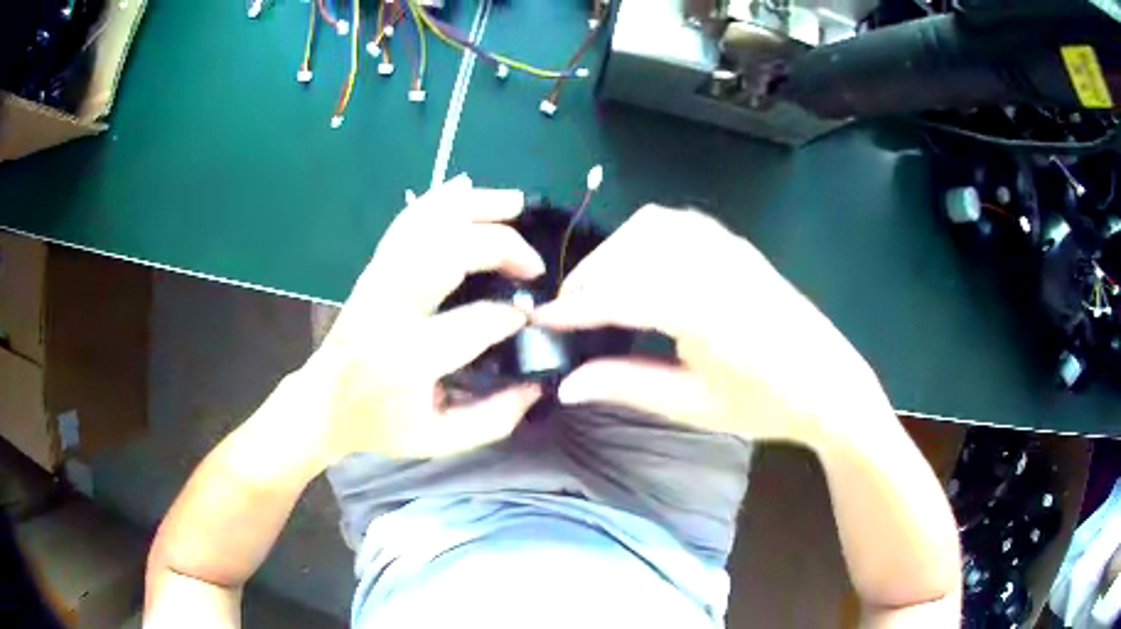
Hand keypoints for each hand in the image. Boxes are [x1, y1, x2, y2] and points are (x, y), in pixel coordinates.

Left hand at [298, 175, 545, 461]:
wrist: (323, 402)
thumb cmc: (381, 425)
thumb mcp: (439, 440)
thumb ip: (493, 419)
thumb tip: (536, 382)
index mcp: (407, 358)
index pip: (474, 322)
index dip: (512, 315)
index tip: (531, 318)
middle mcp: (389, 309)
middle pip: (447, 253)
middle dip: (499, 246)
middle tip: (532, 264)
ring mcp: (377, 281)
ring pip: (425, 224)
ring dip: (473, 207)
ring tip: (513, 203)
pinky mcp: (373, 268)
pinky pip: (406, 223)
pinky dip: (437, 200)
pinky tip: (464, 187)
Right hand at [534, 205, 888, 444]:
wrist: (828, 383)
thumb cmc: (766, 403)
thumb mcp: (694, 405)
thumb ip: (627, 385)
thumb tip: (567, 382)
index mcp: (708, 312)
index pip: (623, 295)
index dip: (576, 308)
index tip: (541, 320)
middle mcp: (716, 266)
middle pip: (633, 250)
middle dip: (590, 277)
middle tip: (569, 312)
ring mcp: (730, 247)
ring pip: (653, 226)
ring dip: (615, 251)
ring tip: (600, 288)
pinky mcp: (737, 244)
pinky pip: (678, 222)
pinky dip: (645, 235)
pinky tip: (640, 262)